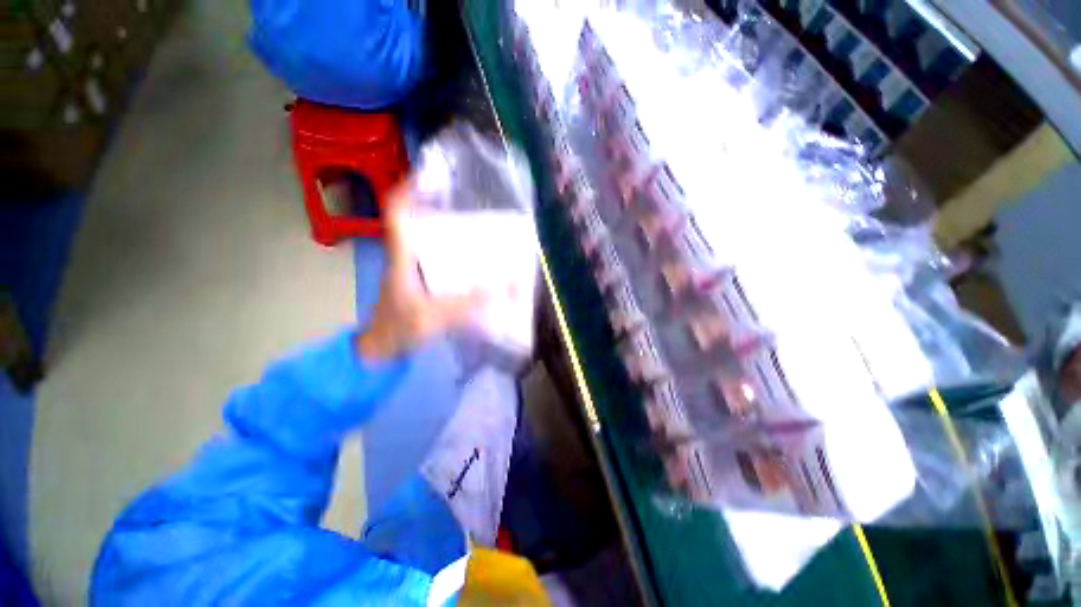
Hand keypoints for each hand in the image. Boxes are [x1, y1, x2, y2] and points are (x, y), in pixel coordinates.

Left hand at [357, 185, 484, 360]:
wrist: (378, 351)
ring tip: (478, 231)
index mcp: (401, 257)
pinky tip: (472, 263)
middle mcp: (405, 256)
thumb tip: (506, 286)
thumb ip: (470, 302)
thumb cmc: (397, 330)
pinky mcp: (418, 282)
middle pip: (417, 220)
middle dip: (439, 207)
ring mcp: (411, 269)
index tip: (431, 176)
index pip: (397, 213)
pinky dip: (452, 255)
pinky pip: (435, 259)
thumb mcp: (434, 316)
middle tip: (469, 205)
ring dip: (448, 231)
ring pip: (427, 239)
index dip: (409, 190)